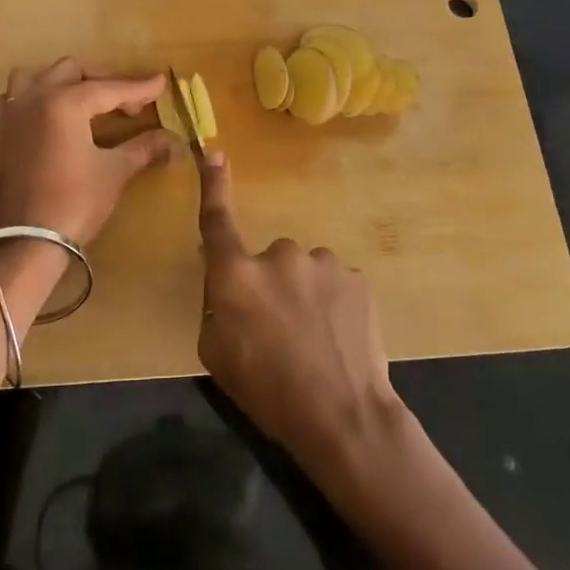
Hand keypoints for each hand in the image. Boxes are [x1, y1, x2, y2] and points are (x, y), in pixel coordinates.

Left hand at [0, 60, 174, 245]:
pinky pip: (8, 104)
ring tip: (80, 102)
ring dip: (58, 83)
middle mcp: (35, 98)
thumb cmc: (76, 202)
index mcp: (65, 102)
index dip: (139, 88)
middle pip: (71, 71)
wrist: (29, 240)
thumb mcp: (115, 171)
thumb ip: (143, 147)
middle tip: (126, 106)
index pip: (110, 88)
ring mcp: (11, 115)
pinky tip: (41, 119)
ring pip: (32, 78)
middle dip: (101, 82)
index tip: (161, 83)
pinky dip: (26, 103)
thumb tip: (172, 139)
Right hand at [196, 152, 407, 473]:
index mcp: (236, 275)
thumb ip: (216, 305)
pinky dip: (334, 303)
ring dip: (305, 294)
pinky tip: (340, 338)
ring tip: (315, 341)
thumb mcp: (217, 354)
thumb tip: (224, 277)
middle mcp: (279, 255)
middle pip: (268, 261)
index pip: (217, 221)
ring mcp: (323, 263)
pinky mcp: (357, 277)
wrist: (344, 417)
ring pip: (305, 271)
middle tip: (279, 332)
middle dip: (270, 286)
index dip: (213, 185)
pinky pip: (335, 284)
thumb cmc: (267, 392)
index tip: (214, 152)